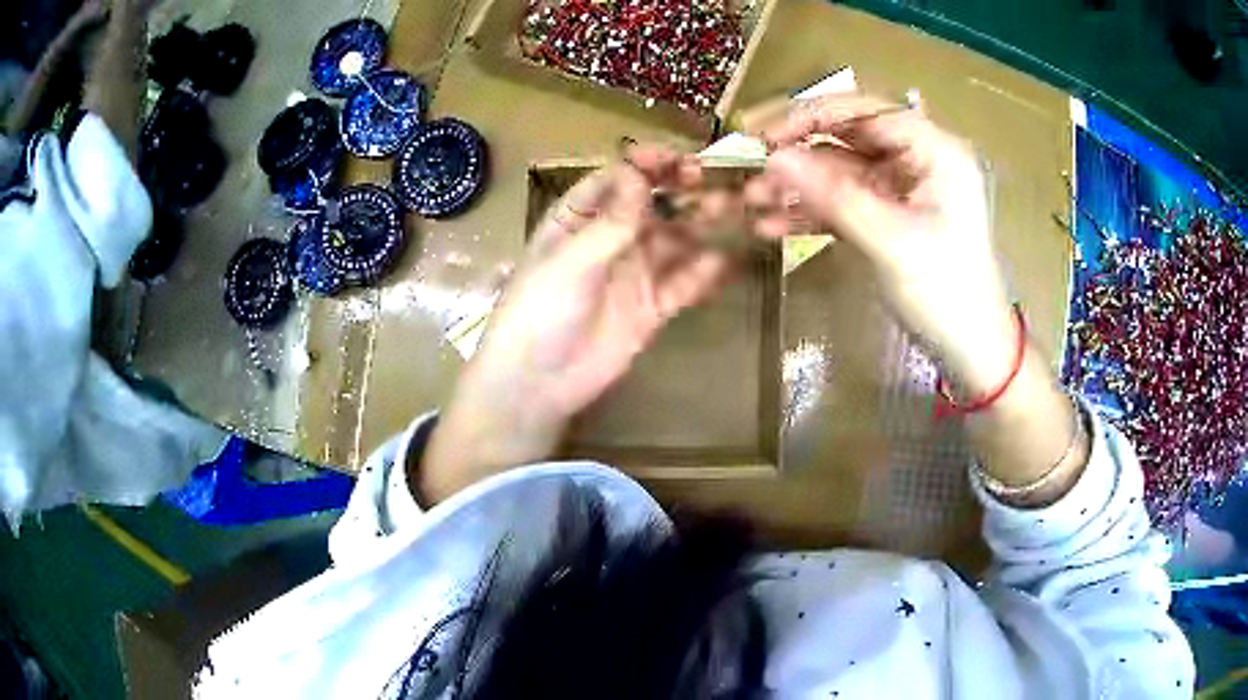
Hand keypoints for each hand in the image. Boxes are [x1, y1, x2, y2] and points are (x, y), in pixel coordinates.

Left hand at [418, 147, 731, 502]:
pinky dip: (704, 272)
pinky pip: (683, 283)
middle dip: (683, 191)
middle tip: (718, 183)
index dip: (647, 165)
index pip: (617, 180)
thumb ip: (612, 221)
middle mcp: (609, 239)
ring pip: (674, 240)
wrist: (538, 383)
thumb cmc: (539, 311)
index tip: (679, 159)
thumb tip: (640, 172)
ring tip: (734, 211)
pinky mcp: (652, 307)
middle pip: (652, 206)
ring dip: (701, 225)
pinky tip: (728, 260)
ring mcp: (633, 272)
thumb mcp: (572, 260)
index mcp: (578, 218)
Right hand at [746, 93, 1016, 395]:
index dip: (811, 116)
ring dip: (798, 185)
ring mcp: (901, 189)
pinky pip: (843, 202)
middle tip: (750, 166)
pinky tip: (772, 226)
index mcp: (934, 149)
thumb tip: (773, 158)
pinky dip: (812, 212)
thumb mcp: (891, 241)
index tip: (763, 135)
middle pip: (847, 137)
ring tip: (751, 202)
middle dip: (798, 153)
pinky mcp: (888, 216)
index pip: (865, 111)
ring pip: (839, 170)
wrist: (971, 351)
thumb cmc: (946, 293)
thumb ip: (833, 195)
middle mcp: (917, 159)